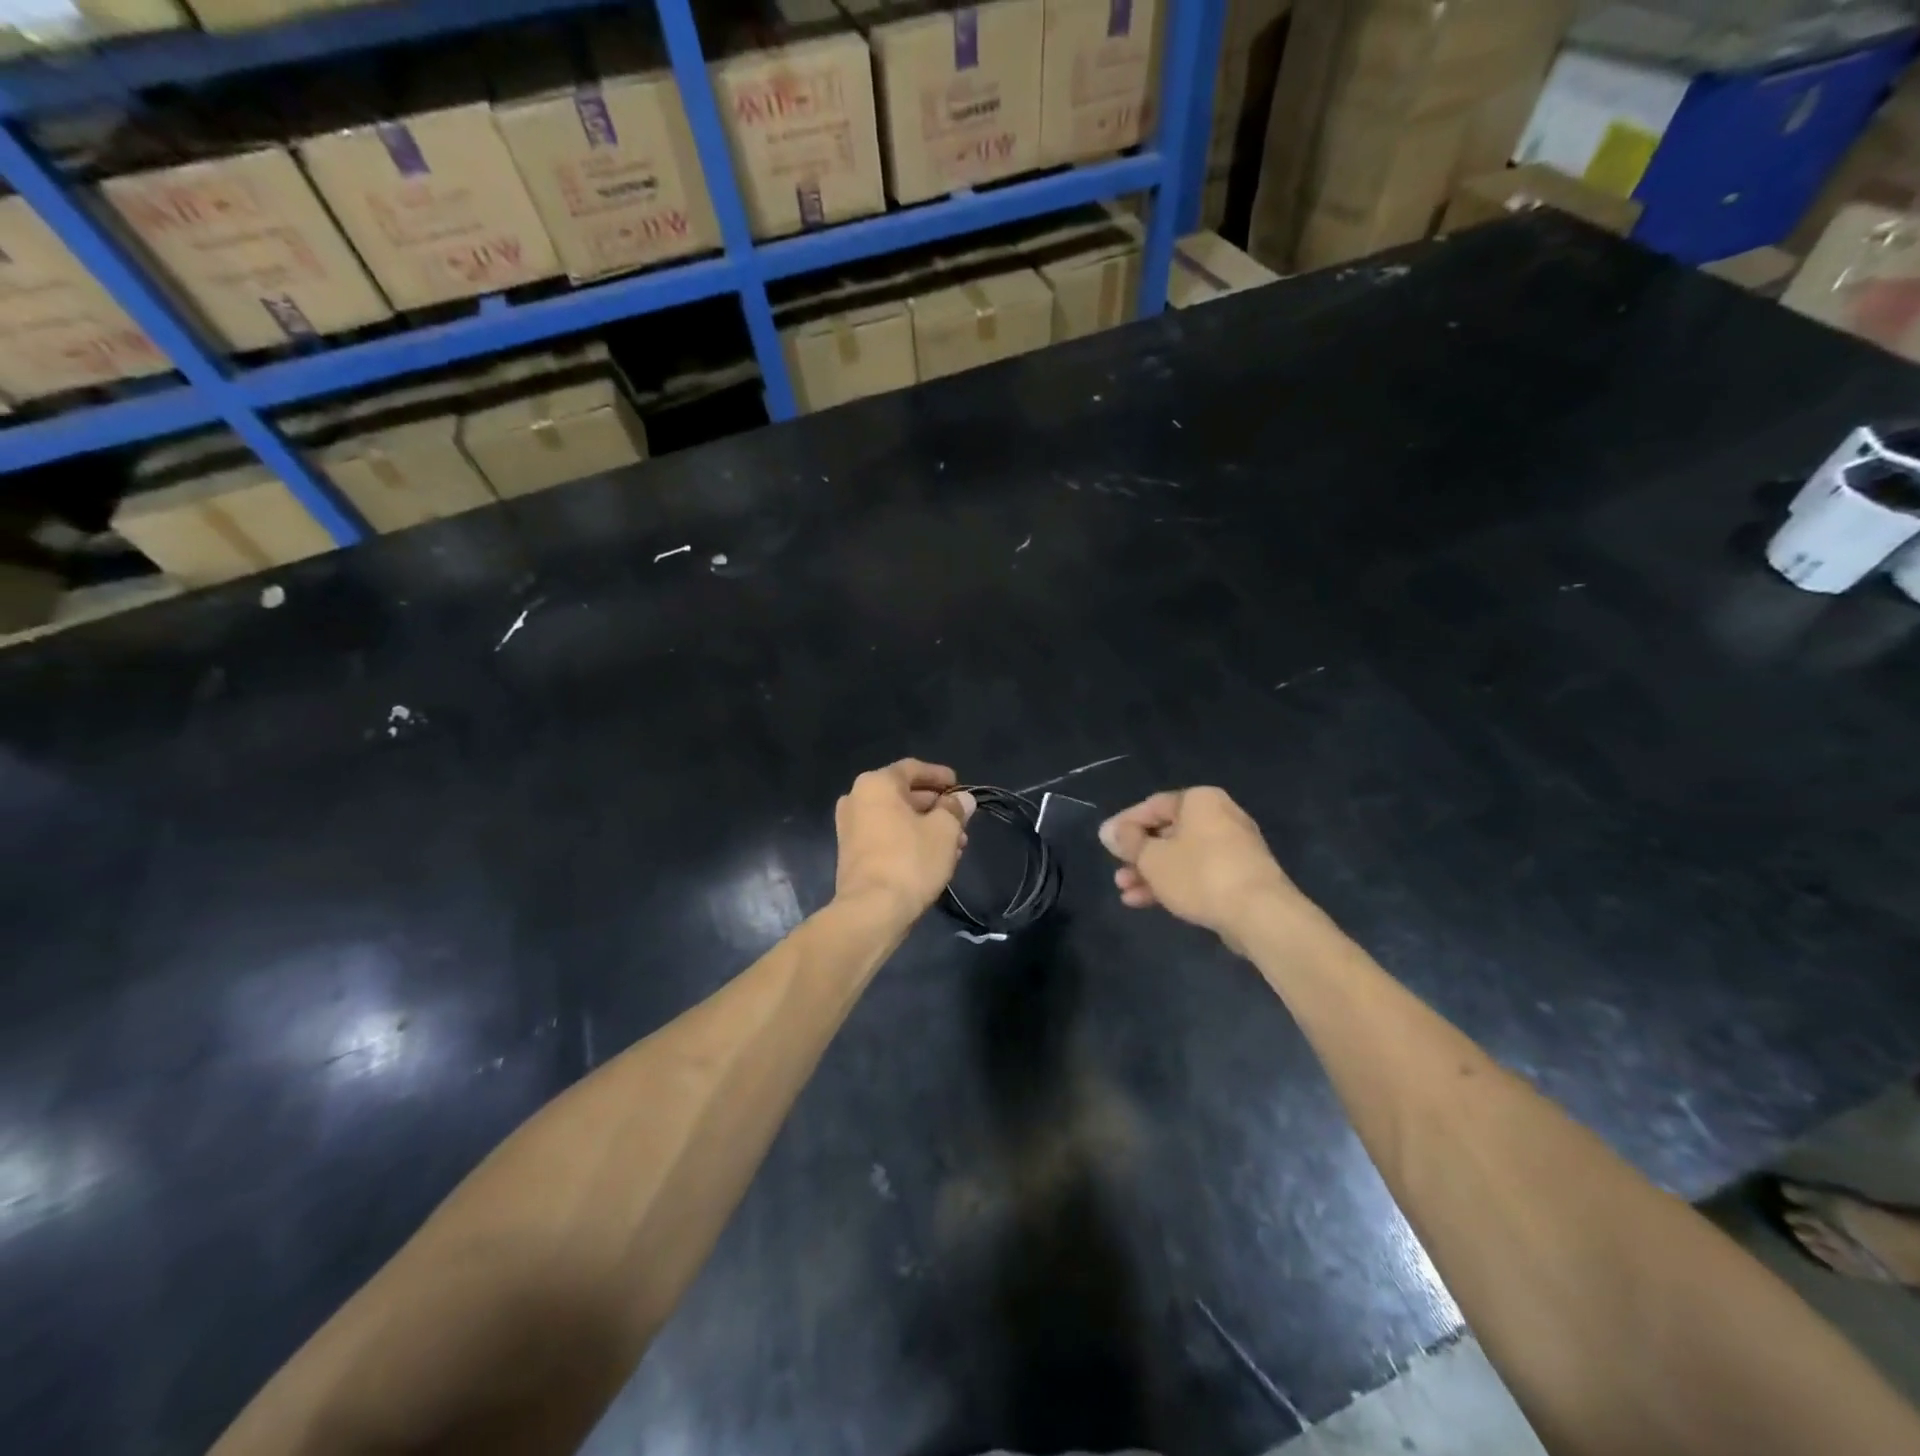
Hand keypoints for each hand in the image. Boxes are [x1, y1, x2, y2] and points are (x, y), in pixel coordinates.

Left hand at [834, 759, 975, 921]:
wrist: (871, 911)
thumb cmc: (910, 860)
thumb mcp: (944, 830)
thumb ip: (955, 809)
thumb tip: (962, 799)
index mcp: (876, 784)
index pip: (913, 768)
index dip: (940, 775)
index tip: (960, 786)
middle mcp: (857, 799)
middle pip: (904, 794)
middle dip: (936, 807)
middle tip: (962, 820)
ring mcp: (850, 828)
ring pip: (897, 818)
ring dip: (926, 827)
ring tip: (956, 844)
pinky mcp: (852, 854)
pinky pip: (886, 836)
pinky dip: (909, 840)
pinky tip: (935, 857)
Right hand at [1098, 787, 1304, 950]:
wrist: (1259, 914)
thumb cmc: (1199, 874)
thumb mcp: (1152, 857)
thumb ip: (1128, 842)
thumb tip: (1109, 830)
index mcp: (1200, 801)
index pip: (1153, 806)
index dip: (1125, 825)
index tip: (1106, 843)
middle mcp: (1219, 817)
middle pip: (1167, 833)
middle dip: (1138, 856)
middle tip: (1117, 873)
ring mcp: (1233, 848)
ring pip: (1181, 857)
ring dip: (1151, 874)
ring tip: (1126, 893)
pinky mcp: (1240, 877)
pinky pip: (1198, 874)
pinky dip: (1174, 884)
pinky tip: (1147, 902)